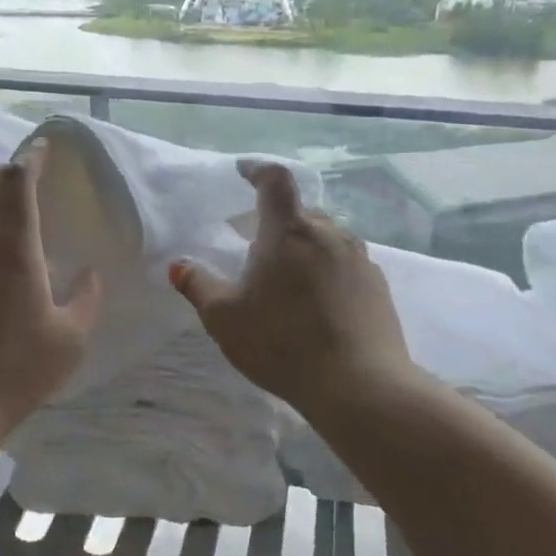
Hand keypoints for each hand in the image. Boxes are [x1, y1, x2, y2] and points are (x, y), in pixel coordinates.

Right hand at [169, 161, 413, 414]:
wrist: (359, 384)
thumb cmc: (282, 344)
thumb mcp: (225, 319)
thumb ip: (199, 287)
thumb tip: (178, 266)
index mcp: (288, 231)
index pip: (275, 181)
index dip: (258, 170)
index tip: (244, 172)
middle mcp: (328, 233)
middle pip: (301, 212)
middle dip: (279, 222)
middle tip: (259, 249)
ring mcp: (359, 258)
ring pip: (327, 238)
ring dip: (306, 248)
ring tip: (290, 280)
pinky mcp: (378, 285)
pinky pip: (347, 264)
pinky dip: (329, 271)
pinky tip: (320, 305)